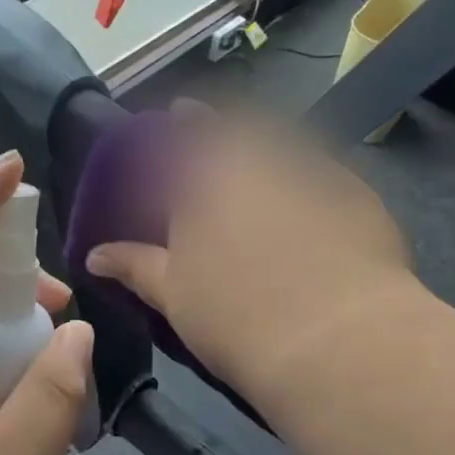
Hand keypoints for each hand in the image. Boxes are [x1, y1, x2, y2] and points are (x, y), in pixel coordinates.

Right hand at [85, 107, 422, 398]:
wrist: (338, 343)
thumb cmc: (237, 317)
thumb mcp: (174, 295)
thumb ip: (134, 265)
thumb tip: (94, 255)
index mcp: (210, 174)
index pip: (192, 128)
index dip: (186, 118)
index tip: (181, 111)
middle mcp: (264, 159)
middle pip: (247, 127)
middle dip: (233, 130)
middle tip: (225, 146)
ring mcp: (318, 174)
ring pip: (291, 148)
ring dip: (276, 153)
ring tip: (269, 177)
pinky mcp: (361, 198)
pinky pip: (329, 179)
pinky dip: (315, 186)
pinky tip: (317, 214)